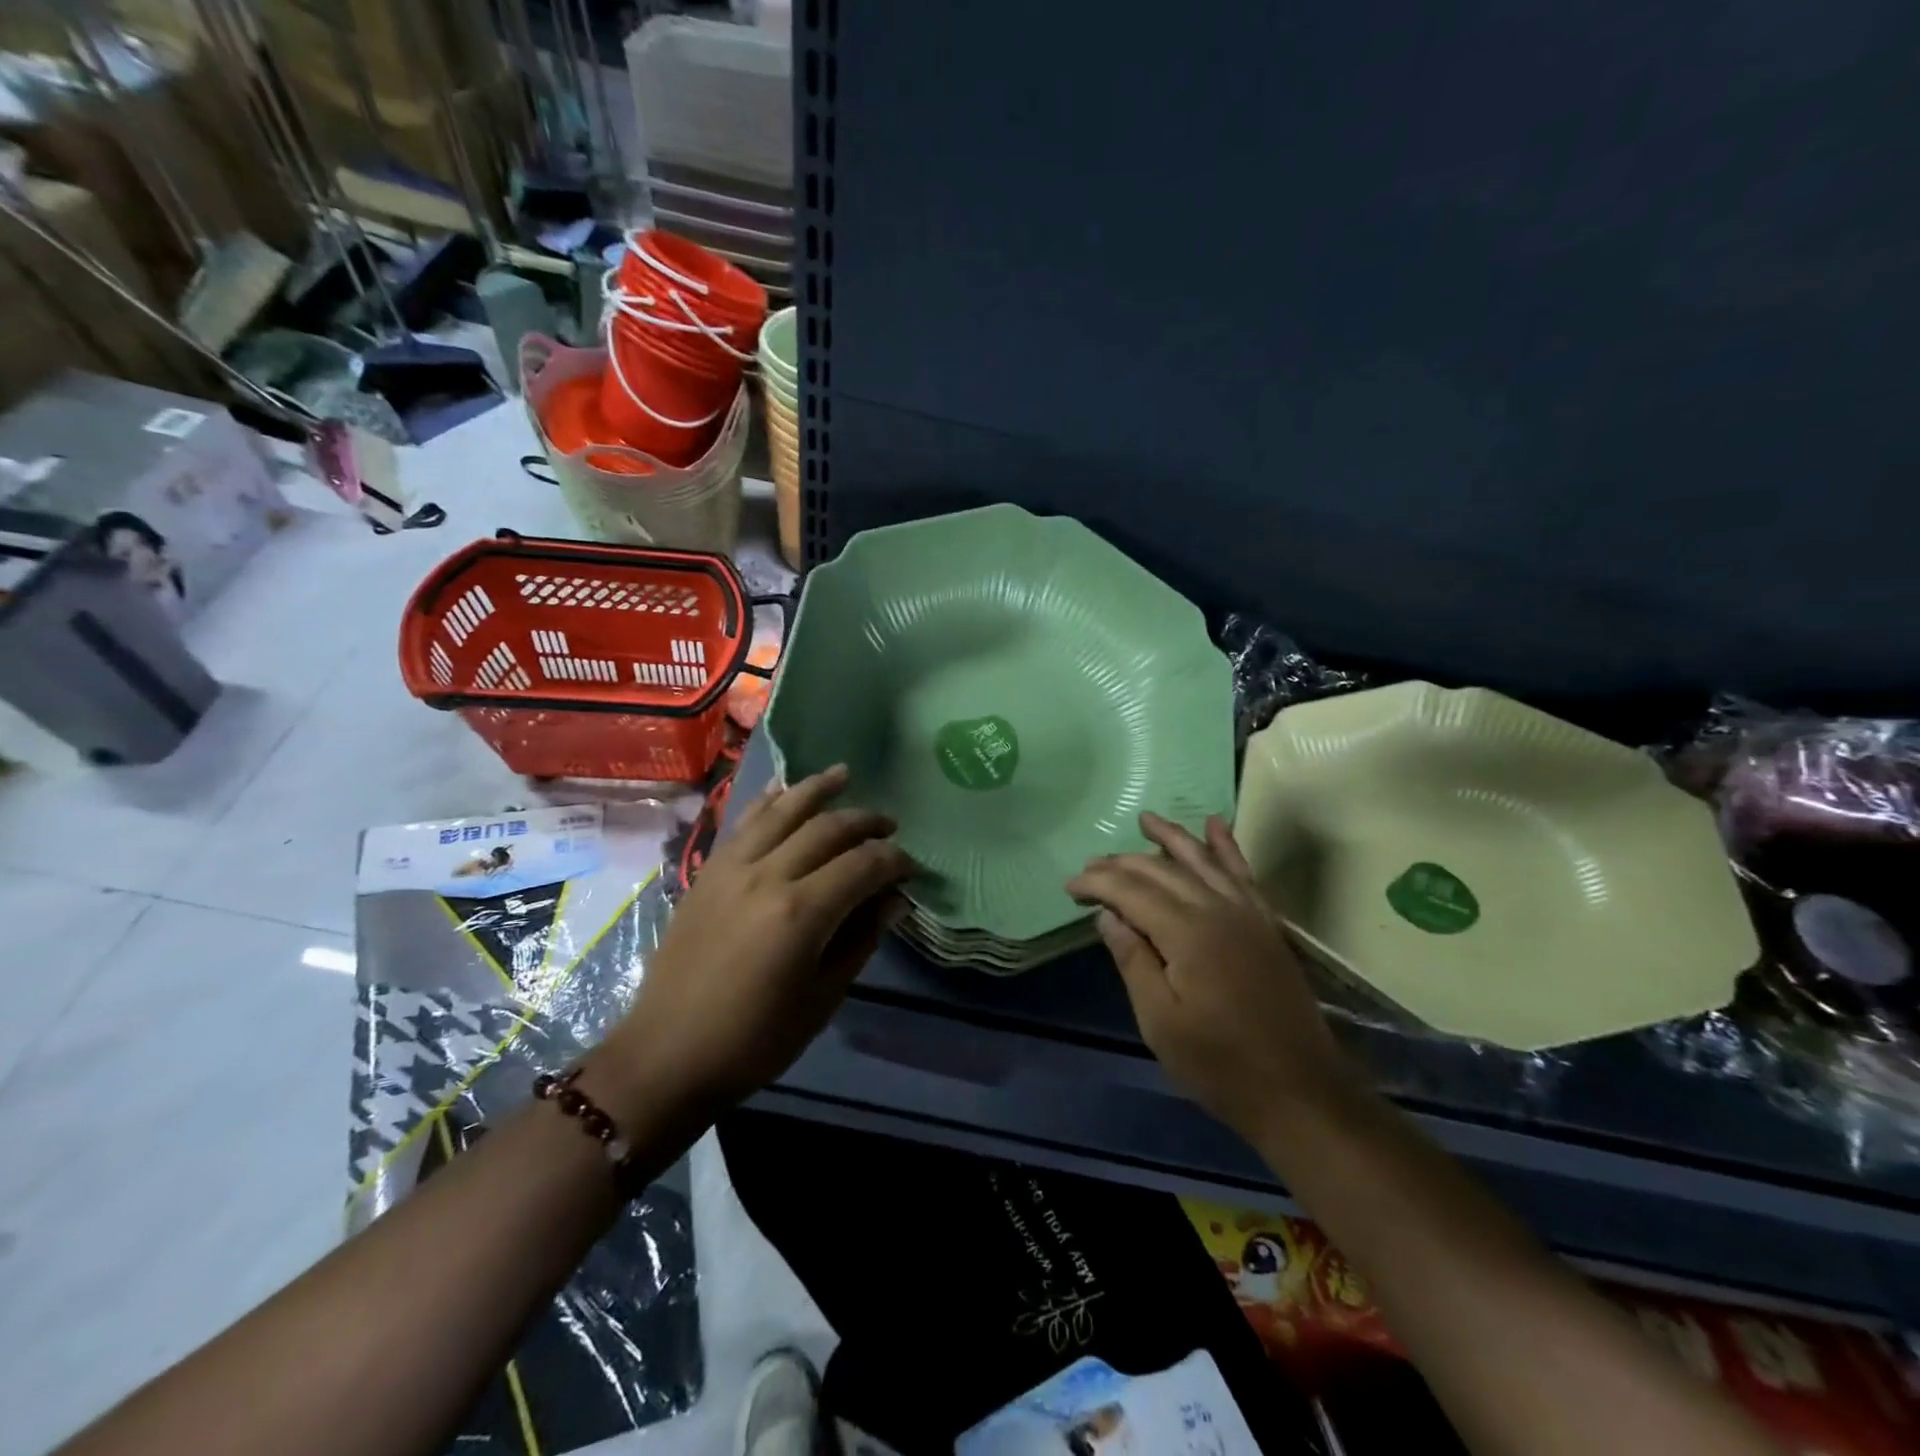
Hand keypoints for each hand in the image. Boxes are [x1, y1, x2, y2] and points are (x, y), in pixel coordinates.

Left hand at [592, 766, 911, 1122]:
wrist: (667, 1055)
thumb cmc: (754, 1040)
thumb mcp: (822, 999)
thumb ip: (860, 940)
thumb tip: (894, 901)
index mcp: (800, 913)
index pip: (863, 865)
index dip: (894, 861)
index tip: (910, 868)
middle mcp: (766, 876)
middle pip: (827, 829)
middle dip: (866, 822)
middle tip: (889, 826)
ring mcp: (731, 869)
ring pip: (781, 811)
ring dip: (817, 789)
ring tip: (844, 774)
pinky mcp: (707, 872)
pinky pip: (742, 823)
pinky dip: (768, 802)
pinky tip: (784, 790)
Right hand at [1067, 813, 1352, 1141]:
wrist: (1299, 1090)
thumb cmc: (1219, 1063)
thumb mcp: (1159, 1021)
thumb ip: (1133, 960)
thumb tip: (1108, 915)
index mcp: (1186, 933)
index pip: (1130, 891)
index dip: (1096, 884)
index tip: (1069, 886)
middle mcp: (1216, 909)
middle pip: (1161, 871)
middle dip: (1121, 863)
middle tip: (1089, 865)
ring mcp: (1246, 912)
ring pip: (1201, 860)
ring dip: (1171, 837)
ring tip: (1145, 819)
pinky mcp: (1265, 922)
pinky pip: (1242, 871)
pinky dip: (1226, 845)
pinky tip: (1215, 824)